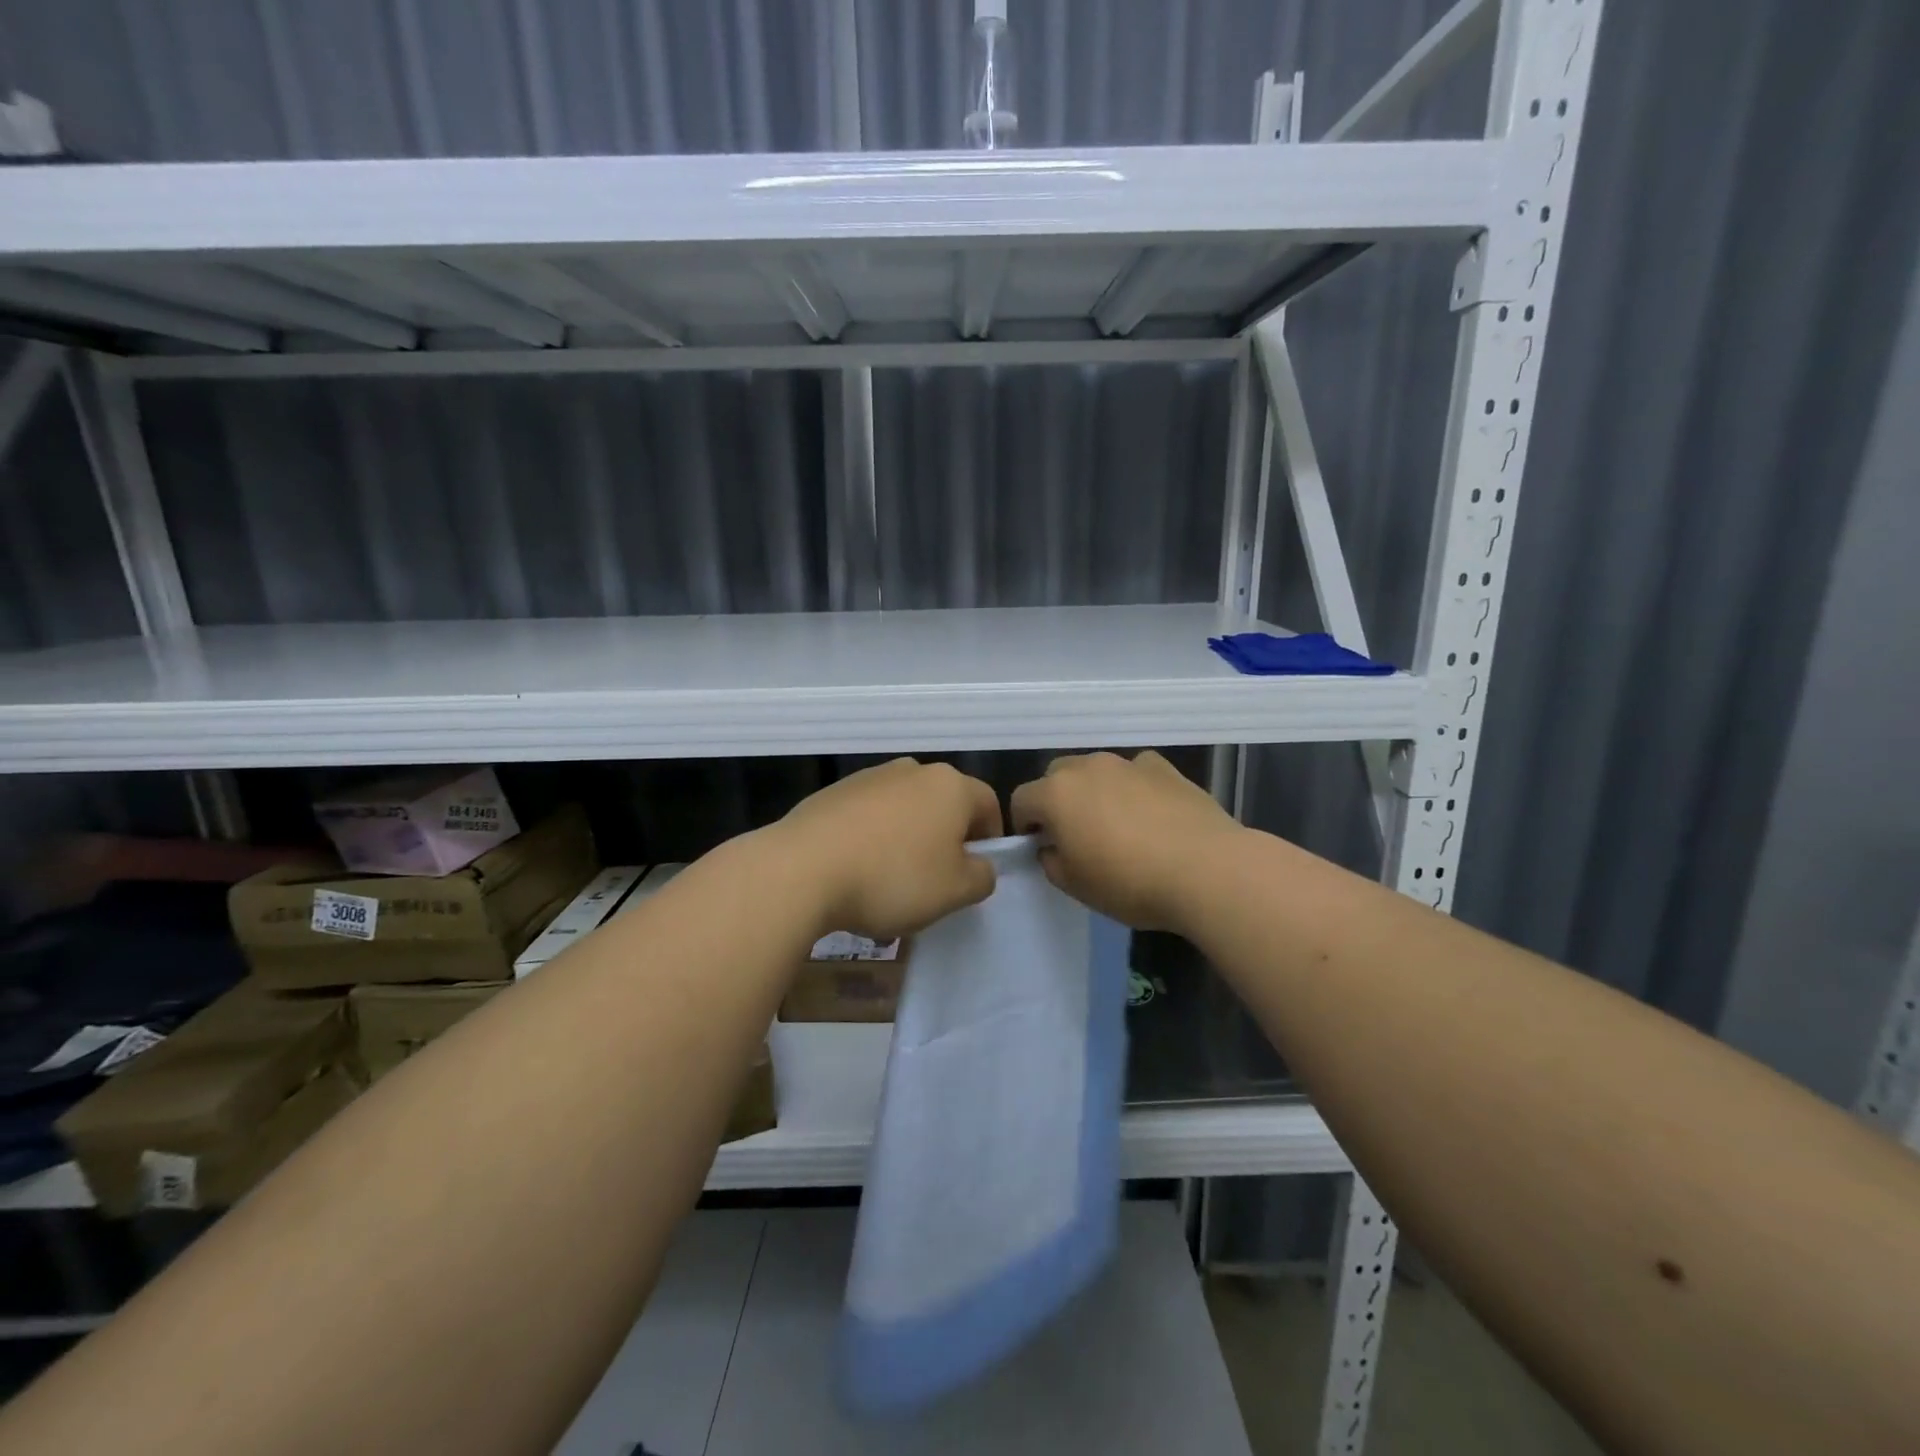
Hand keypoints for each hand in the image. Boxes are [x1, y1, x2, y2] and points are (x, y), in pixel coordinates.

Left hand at [773, 758, 1002, 942]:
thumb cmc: (893, 877)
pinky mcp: (833, 793)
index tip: (976, 871)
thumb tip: (980, 865)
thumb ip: (982, 877)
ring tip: (890, 882)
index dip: (990, 838)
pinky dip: (871, 839)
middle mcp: (912, 770)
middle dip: (946, 839)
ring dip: (907, 839)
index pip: (988, 804)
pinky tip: (856, 873)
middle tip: (936, 880)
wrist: (802, 869)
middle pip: (943, 804)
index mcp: (950, 786)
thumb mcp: (955, 891)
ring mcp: (869, 778)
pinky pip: (867, 816)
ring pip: (904, 810)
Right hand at [1010, 751, 1244, 932]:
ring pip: (1096, 771)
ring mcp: (1127, 763)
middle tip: (1077, 836)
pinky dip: (1133, 788)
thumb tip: (1053, 847)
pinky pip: (1134, 773)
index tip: (1042, 849)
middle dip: (1057, 801)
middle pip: (1056, 776)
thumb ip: (1051, 861)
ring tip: (1118, 827)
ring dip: (1095, 792)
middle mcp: (1087, 767)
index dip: (1025, 826)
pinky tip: (1151, 816)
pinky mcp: (1163, 767)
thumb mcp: (1076, 887)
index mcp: (1056, 794)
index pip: (1021, 800)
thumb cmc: (1130, 883)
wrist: (1206, 869)